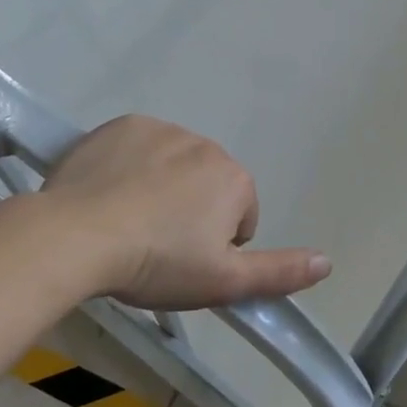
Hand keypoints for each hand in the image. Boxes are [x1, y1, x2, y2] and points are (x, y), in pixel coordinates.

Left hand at [35, 115, 330, 309]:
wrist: (77, 236)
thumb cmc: (157, 262)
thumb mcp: (223, 282)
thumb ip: (279, 272)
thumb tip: (328, 262)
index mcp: (235, 179)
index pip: (240, 216)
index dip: (215, 246)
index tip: (183, 263)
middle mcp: (207, 145)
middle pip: (207, 187)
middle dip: (190, 212)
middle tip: (155, 246)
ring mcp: (162, 129)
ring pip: (172, 165)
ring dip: (161, 188)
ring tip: (127, 222)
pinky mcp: (122, 125)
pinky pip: (138, 147)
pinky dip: (130, 166)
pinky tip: (108, 194)